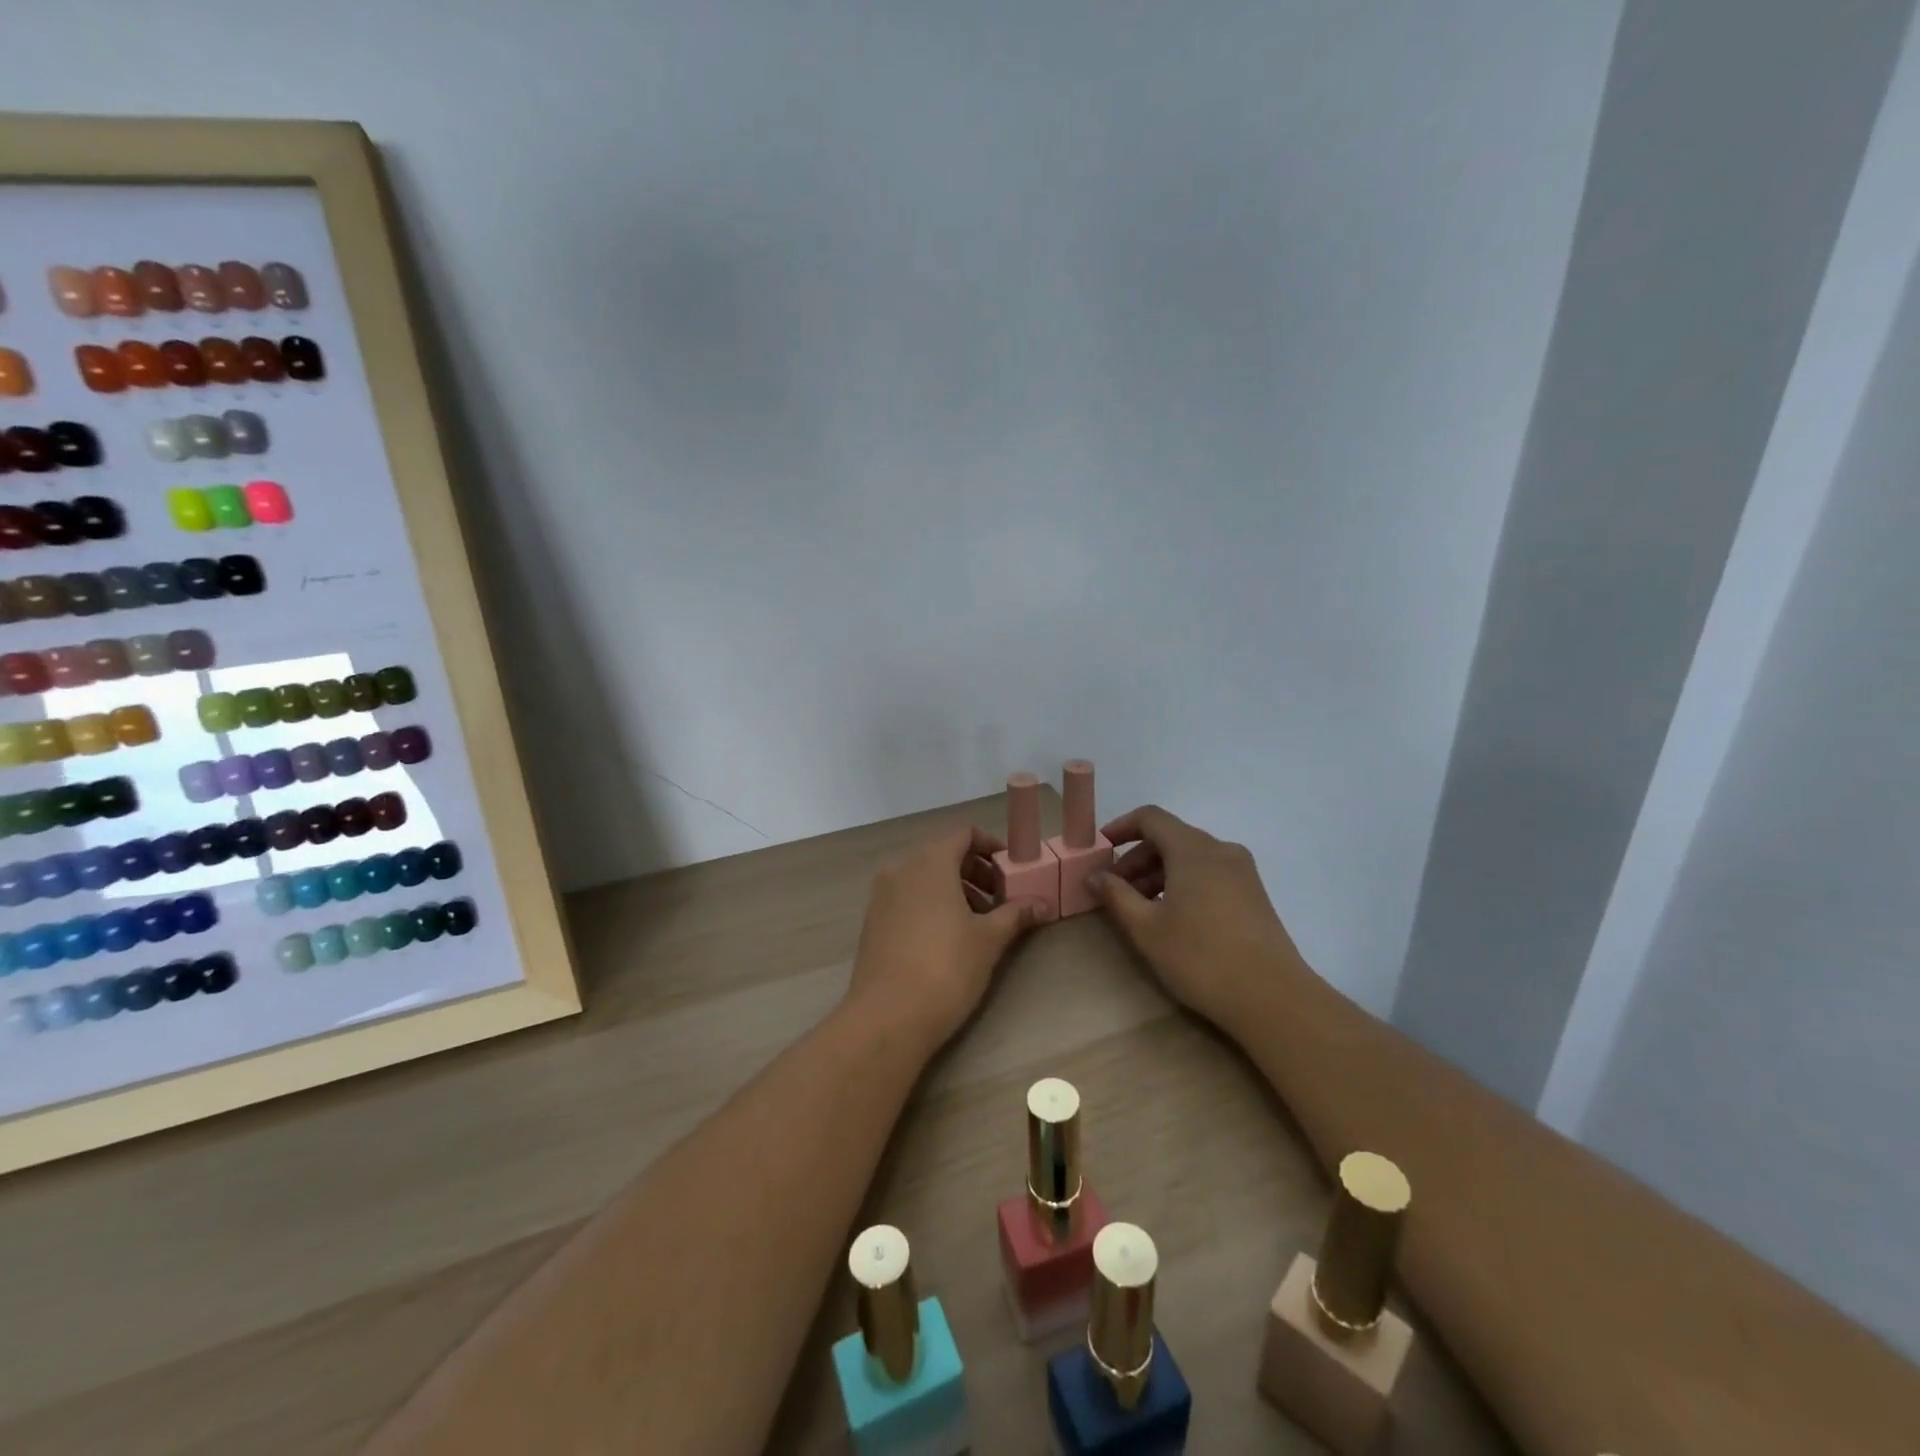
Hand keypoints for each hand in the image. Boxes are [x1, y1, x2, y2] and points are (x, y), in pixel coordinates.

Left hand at [845, 825, 1042, 1051]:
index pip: (963, 833)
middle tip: (1001, 900)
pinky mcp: (873, 921)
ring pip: (924, 877)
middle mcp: (901, 869)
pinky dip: (931, 904)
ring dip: (955, 889)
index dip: (990, 846)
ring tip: (979, 923)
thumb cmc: (945, 968)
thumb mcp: (989, 940)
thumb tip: (1043, 903)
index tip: (1010, 870)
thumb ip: (1016, 914)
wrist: (887, 1017)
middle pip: (943, 854)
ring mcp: (882, 895)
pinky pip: (908, 897)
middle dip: (975, 871)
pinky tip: (949, 938)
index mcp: (930, 862)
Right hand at [1093, 805, 1303, 1027]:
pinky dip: (1183, 884)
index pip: (1151, 818)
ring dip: (1158, 874)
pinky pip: (1209, 874)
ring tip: (1139, 909)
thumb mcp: (1146, 928)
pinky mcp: (1253, 895)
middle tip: (1114, 890)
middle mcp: (1221, 850)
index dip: (1121, 827)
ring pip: (1190, 858)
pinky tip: (1172, 918)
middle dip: (1137, 859)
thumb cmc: (1200, 957)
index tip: (1099, 849)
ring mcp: (1242, 872)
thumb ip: (1116, 896)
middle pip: (1170, 838)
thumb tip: (1095, 875)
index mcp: (1193, 849)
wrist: (1273, 998)